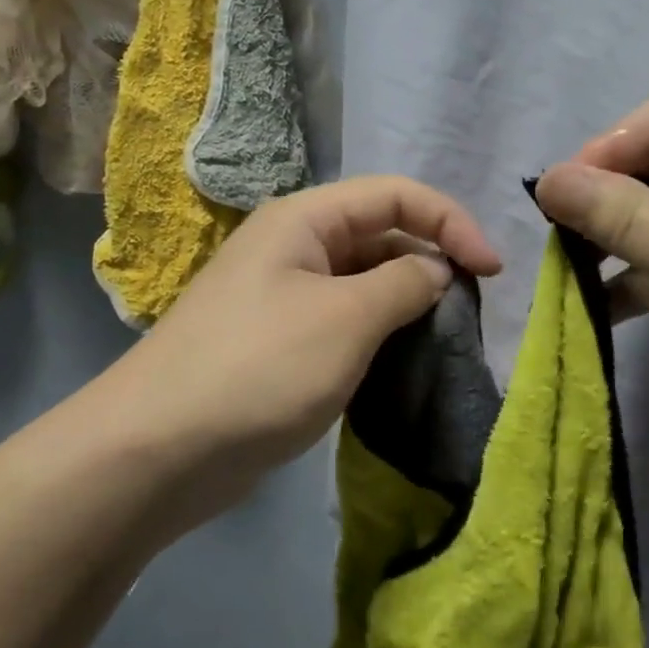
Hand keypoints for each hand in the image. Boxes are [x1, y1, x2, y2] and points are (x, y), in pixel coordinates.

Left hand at [116, 176, 501, 514]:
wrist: (156, 452)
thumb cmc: (258, 368)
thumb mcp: (345, 319)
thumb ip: (403, 283)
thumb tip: (436, 269)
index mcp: (305, 220)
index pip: (396, 195)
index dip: (451, 222)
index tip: (493, 272)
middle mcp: (295, 246)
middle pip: (382, 234)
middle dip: (433, 260)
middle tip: (474, 310)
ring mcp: (286, 296)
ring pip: (365, 281)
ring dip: (409, 301)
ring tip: (447, 338)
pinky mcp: (282, 342)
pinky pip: (346, 320)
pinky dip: (381, 333)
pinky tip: (403, 361)